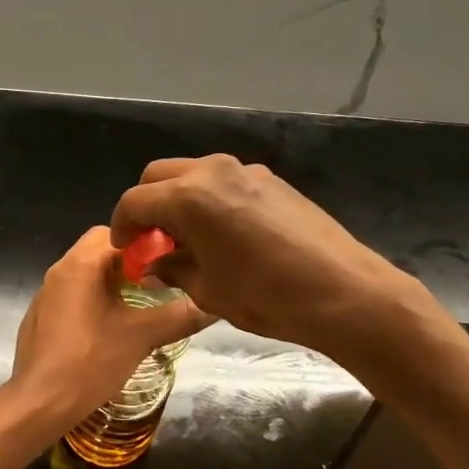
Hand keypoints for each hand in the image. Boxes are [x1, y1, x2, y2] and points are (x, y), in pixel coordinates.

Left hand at [6, 227, 210, 438]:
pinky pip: (73, 295)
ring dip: (113, 282)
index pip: (116, 232)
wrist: (39, 403)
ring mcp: (46, 295)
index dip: (146, 243)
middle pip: (100, 250)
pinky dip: (94, 300)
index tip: (170, 261)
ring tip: (141, 304)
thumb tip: (214, 305)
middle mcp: (59, 271)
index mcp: (80, 264)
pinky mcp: (41, 317)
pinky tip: (110, 327)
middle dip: (131, 262)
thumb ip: (179, 316)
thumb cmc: (90, 362)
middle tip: (159, 283)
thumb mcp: (141, 337)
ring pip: (86, 273)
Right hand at [110, 155, 416, 358]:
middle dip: (147, 205)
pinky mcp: (272, 180)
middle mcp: (214, 171)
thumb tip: (154, 265)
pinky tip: (223, 234)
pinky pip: (224, 182)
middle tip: (152, 241)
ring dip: (179, 199)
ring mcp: (246, 171)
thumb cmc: (267, 297)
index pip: (135, 201)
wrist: (345, 292)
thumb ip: (171, 269)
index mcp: (190, 197)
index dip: (122, 226)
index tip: (126, 250)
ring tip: (187, 239)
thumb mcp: (207, 290)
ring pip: (193, 174)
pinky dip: (209, 200)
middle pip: (159, 175)